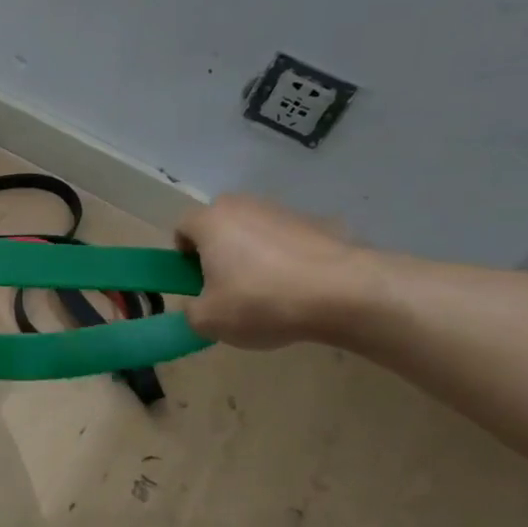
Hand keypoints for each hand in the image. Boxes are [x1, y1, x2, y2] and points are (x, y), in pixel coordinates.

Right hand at [174, 194, 377, 348]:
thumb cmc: (262, 301)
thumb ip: (190, 312)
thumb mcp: (209, 320)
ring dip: (253, 253)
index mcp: (211, 221)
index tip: (195, 281)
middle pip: (219, 224)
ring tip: (269, 291)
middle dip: (218, 250)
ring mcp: (284, 211)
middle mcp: (244, 206)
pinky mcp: (318, 223)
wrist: (345, 293)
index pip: (182, 227)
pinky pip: (289, 240)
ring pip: (255, 230)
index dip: (182, 255)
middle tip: (226, 284)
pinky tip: (300, 289)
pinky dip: (287, 259)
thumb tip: (197, 305)